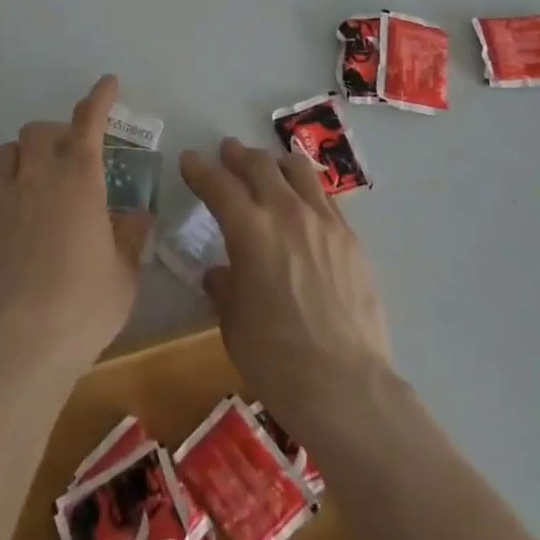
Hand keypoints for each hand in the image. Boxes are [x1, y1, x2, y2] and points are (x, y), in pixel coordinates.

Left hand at [0, 75, 151, 378]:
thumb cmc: (84, 307)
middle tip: (69, 156)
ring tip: (34, 182)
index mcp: (80, 180)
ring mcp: (1, 201)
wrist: (21, 348)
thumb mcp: (125, 275)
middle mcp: (38, 178)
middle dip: (55, 134)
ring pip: (5, 154)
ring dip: (23, 158)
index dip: (99, 98)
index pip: (89, 121)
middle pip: (38, 131)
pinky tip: (7, 218)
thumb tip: (138, 216)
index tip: (108, 84)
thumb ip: (132, 238)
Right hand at [181, 137, 393, 431]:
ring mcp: (323, 221)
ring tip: (269, 168)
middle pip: (259, 165)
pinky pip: (325, 197)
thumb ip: (224, 288)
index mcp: (250, 230)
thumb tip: (220, 273)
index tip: (189, 159)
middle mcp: (286, 212)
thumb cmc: (276, 359)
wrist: (345, 386)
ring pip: (297, 170)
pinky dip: (306, 190)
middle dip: (238, 155)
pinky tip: (303, 204)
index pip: (218, 185)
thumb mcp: (233, 324)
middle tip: (228, 152)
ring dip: (276, 163)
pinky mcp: (350, 237)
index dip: (199, 169)